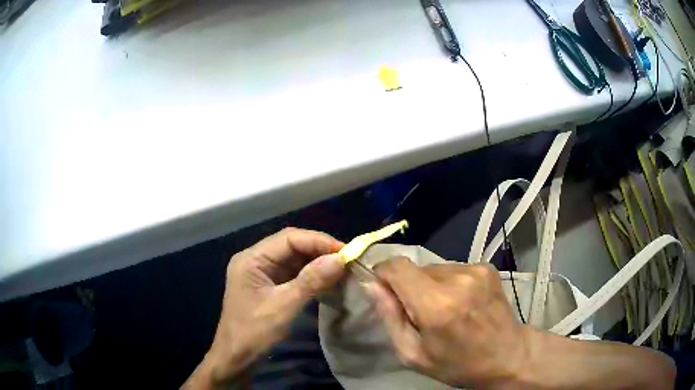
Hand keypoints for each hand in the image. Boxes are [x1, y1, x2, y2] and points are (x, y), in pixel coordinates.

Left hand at [184, 228, 344, 388]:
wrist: (236, 359)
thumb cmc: (254, 333)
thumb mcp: (283, 307)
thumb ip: (310, 281)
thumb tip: (340, 259)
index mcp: (252, 259)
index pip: (289, 239)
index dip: (318, 241)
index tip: (346, 251)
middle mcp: (256, 260)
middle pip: (291, 246)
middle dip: (319, 251)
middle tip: (348, 260)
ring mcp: (262, 274)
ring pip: (294, 259)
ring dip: (317, 263)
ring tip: (342, 269)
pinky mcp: (269, 287)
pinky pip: (293, 274)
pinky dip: (311, 276)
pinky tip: (328, 280)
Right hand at [365, 257, 528, 388]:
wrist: (508, 355)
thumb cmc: (457, 364)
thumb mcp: (413, 354)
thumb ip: (390, 316)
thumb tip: (371, 284)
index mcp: (436, 305)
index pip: (397, 266)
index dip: (383, 273)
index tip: (383, 289)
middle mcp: (457, 279)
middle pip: (415, 268)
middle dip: (409, 286)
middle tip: (420, 312)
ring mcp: (475, 270)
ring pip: (434, 268)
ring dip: (430, 285)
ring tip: (444, 309)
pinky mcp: (486, 267)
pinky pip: (453, 269)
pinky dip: (448, 283)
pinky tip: (461, 303)